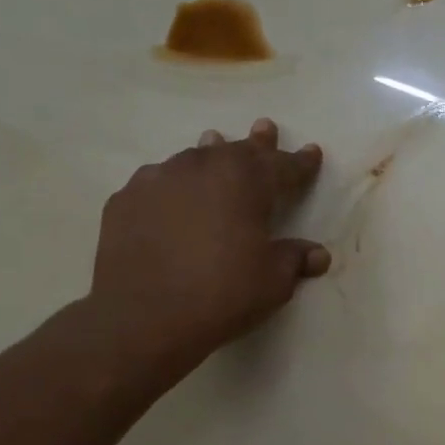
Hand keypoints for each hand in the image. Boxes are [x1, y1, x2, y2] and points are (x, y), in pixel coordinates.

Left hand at [84, 118, 326, 372]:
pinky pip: (158, 182)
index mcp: (245, 181)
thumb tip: (318, 254)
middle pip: (237, 150)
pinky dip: (173, 184)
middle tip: (265, 128)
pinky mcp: (126, 199)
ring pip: (193, 158)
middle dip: (257, 144)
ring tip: (215, 142)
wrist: (143, 316)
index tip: (312, 153)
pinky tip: (172, 194)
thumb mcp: (273, 281)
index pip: (282, 166)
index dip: (300, 162)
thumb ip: (295, 260)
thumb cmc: (222, 294)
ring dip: (211, 153)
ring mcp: (158, 179)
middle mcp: (201, 167)